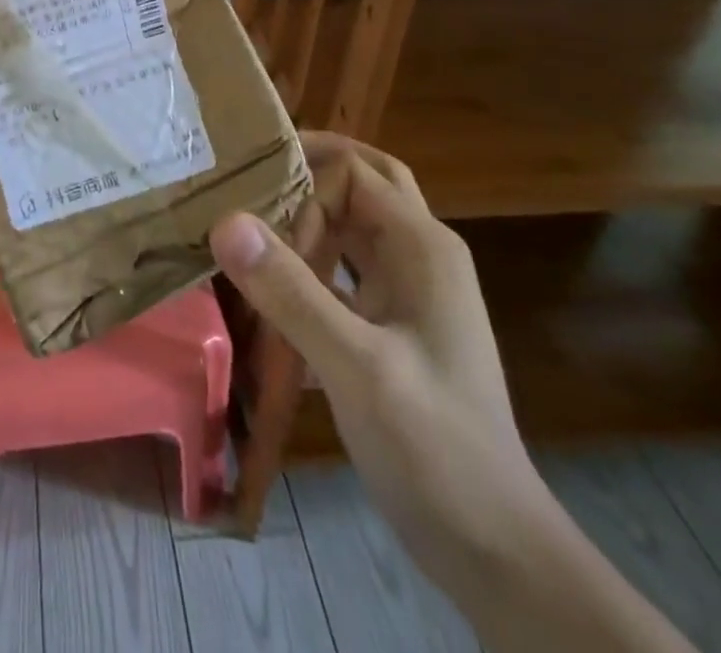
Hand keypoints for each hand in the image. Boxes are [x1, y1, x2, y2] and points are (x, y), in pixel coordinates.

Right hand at [210, 134, 545, 588]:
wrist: (495, 550)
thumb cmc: (434, 448)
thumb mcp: (357, 367)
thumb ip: (291, 292)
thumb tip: (225, 221)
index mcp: (423, 247)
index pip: (353, 171)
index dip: (302, 179)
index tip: (247, 200)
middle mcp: (420, 255)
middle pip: (362, 184)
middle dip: (308, 176)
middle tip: (246, 183)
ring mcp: (410, 293)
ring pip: (353, 227)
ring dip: (307, 221)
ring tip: (247, 228)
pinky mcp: (394, 326)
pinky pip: (346, 272)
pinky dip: (310, 266)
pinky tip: (270, 291)